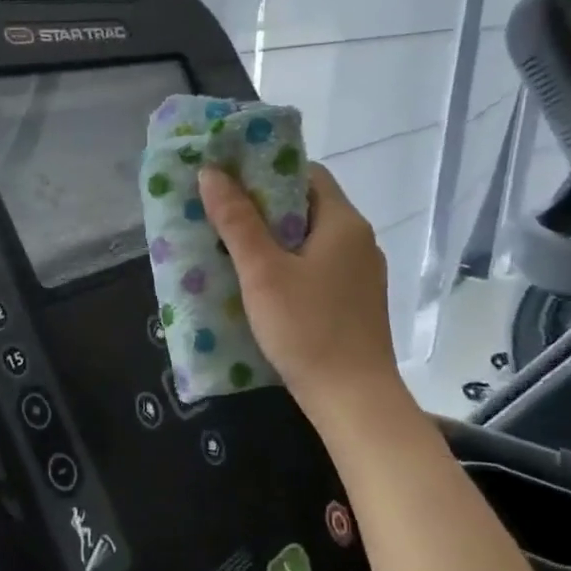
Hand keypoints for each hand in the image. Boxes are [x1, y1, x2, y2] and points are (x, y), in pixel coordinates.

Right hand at [199, 162, 400, 416]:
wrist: (352, 399)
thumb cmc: (306, 328)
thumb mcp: (263, 272)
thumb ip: (237, 221)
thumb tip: (211, 172)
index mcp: (343, 223)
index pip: (306, 173)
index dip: (265, 171)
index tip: (227, 180)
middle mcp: (358, 241)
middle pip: (305, 206)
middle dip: (261, 207)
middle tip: (217, 213)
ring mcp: (359, 274)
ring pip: (308, 240)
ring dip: (271, 239)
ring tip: (228, 246)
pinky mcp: (352, 301)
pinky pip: (314, 267)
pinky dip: (285, 265)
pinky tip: (257, 283)